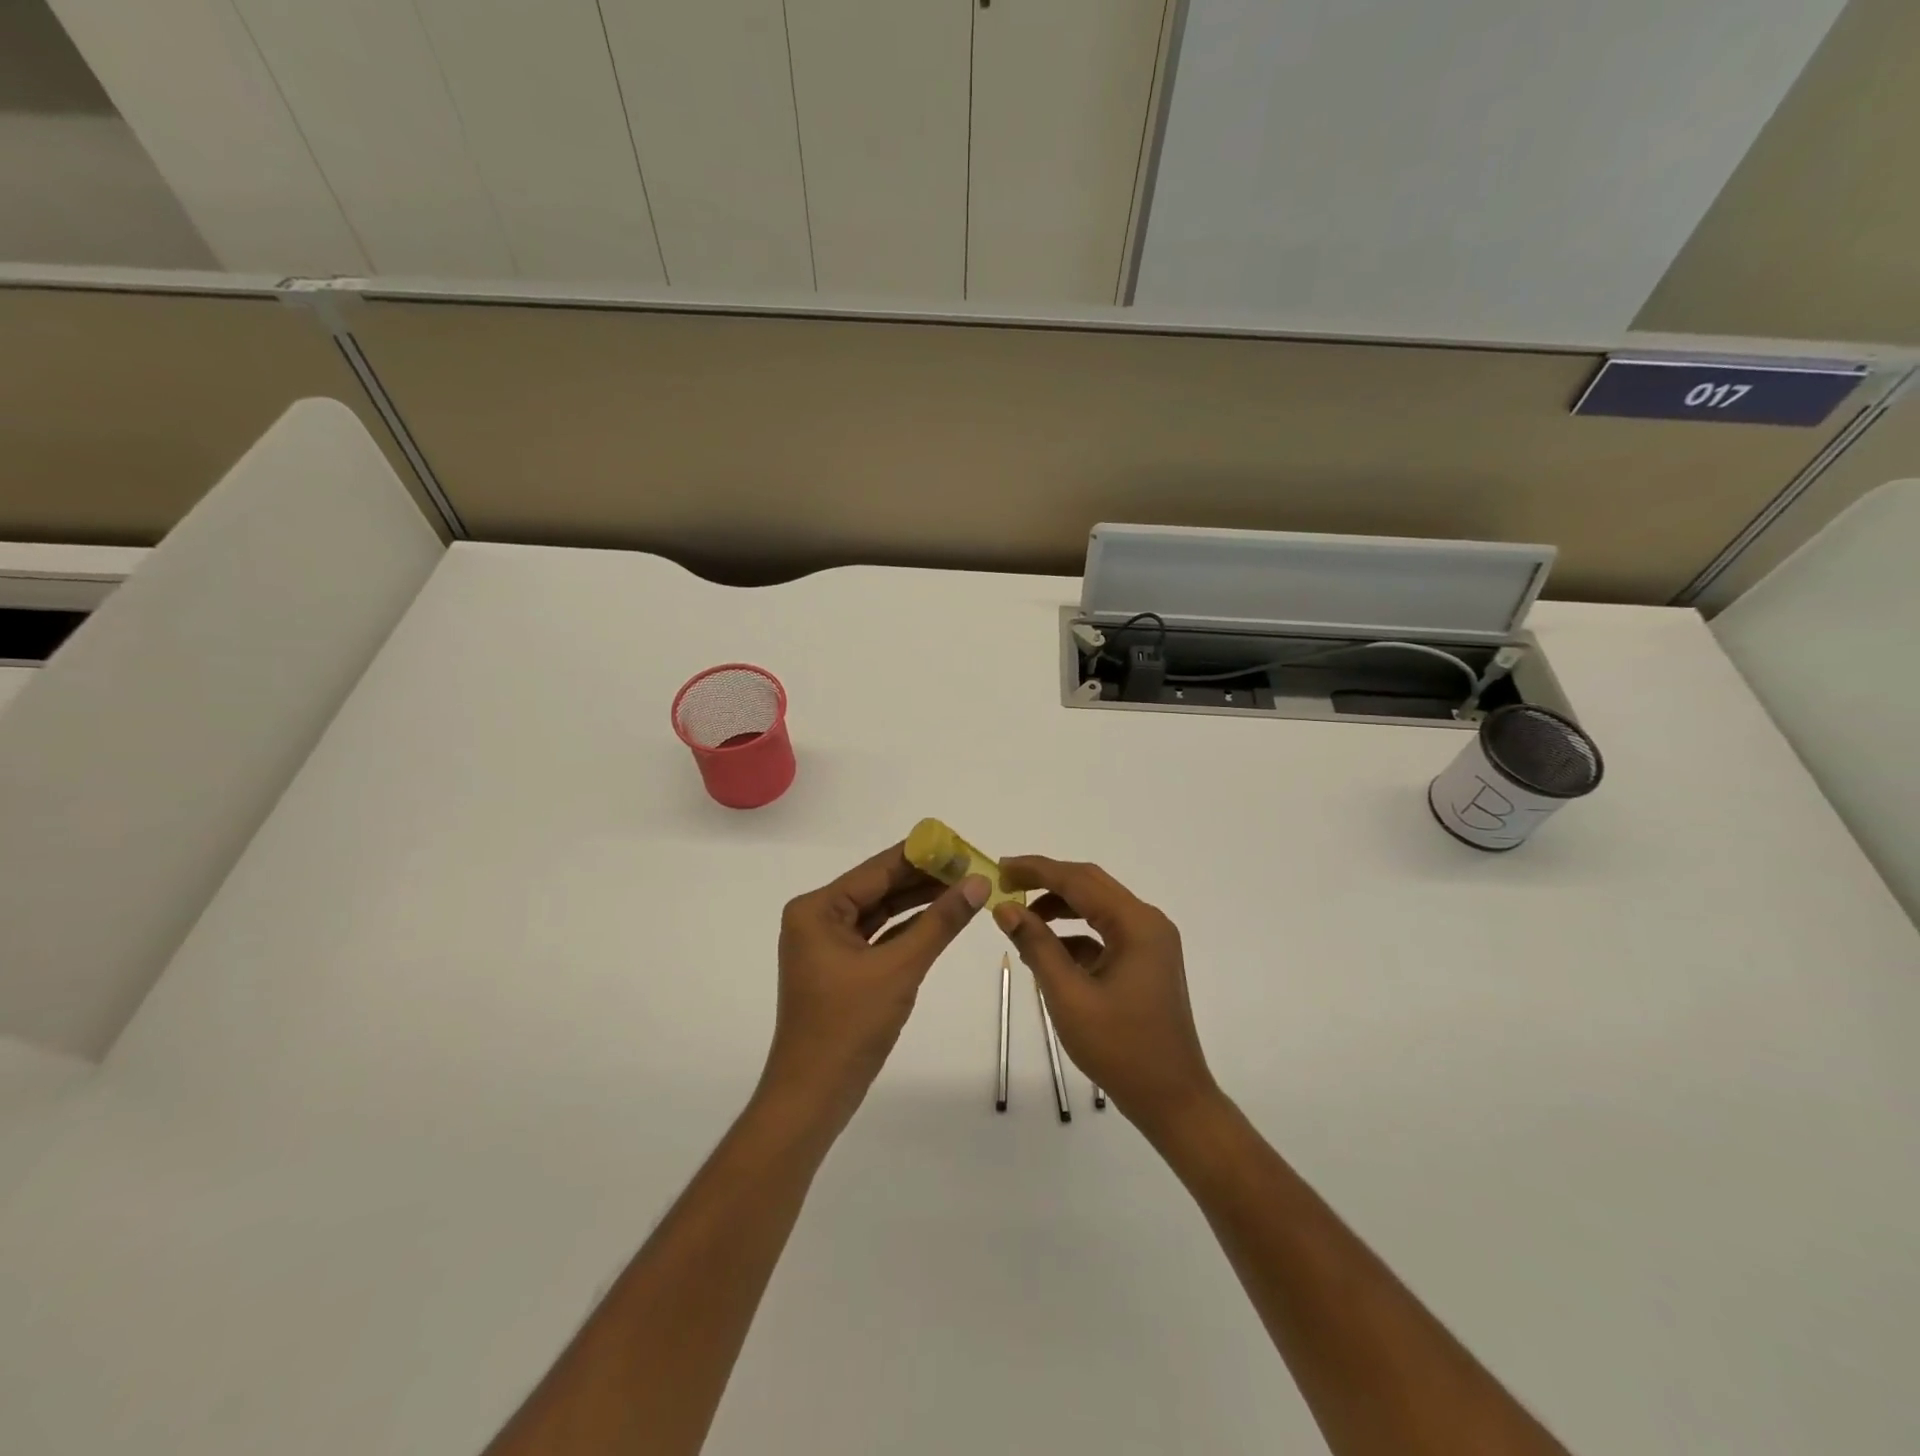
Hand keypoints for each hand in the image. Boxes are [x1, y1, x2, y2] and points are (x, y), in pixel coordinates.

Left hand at [763, 842, 989, 1129]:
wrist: (813, 1096)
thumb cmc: (849, 1026)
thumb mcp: (900, 968)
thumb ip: (940, 922)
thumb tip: (978, 882)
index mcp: (817, 909)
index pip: (877, 869)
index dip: (922, 855)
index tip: (961, 845)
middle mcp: (817, 918)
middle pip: (879, 887)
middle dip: (924, 879)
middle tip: (972, 867)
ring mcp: (827, 945)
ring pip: (881, 913)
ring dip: (920, 903)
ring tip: (965, 888)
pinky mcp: (840, 968)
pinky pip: (879, 938)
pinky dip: (908, 930)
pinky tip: (942, 919)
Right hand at [993, 856, 1220, 1139]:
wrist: (1172, 1100)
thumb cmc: (1120, 1048)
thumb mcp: (1069, 996)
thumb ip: (1037, 946)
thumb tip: (1005, 908)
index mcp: (1136, 924)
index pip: (1079, 880)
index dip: (1037, 870)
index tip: (1000, 868)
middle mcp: (1147, 923)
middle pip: (1090, 886)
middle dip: (1046, 882)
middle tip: (1005, 884)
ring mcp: (1149, 942)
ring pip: (1096, 908)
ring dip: (1059, 908)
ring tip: (1019, 918)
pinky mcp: (1144, 962)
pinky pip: (1104, 933)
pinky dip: (1074, 935)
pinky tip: (1045, 952)